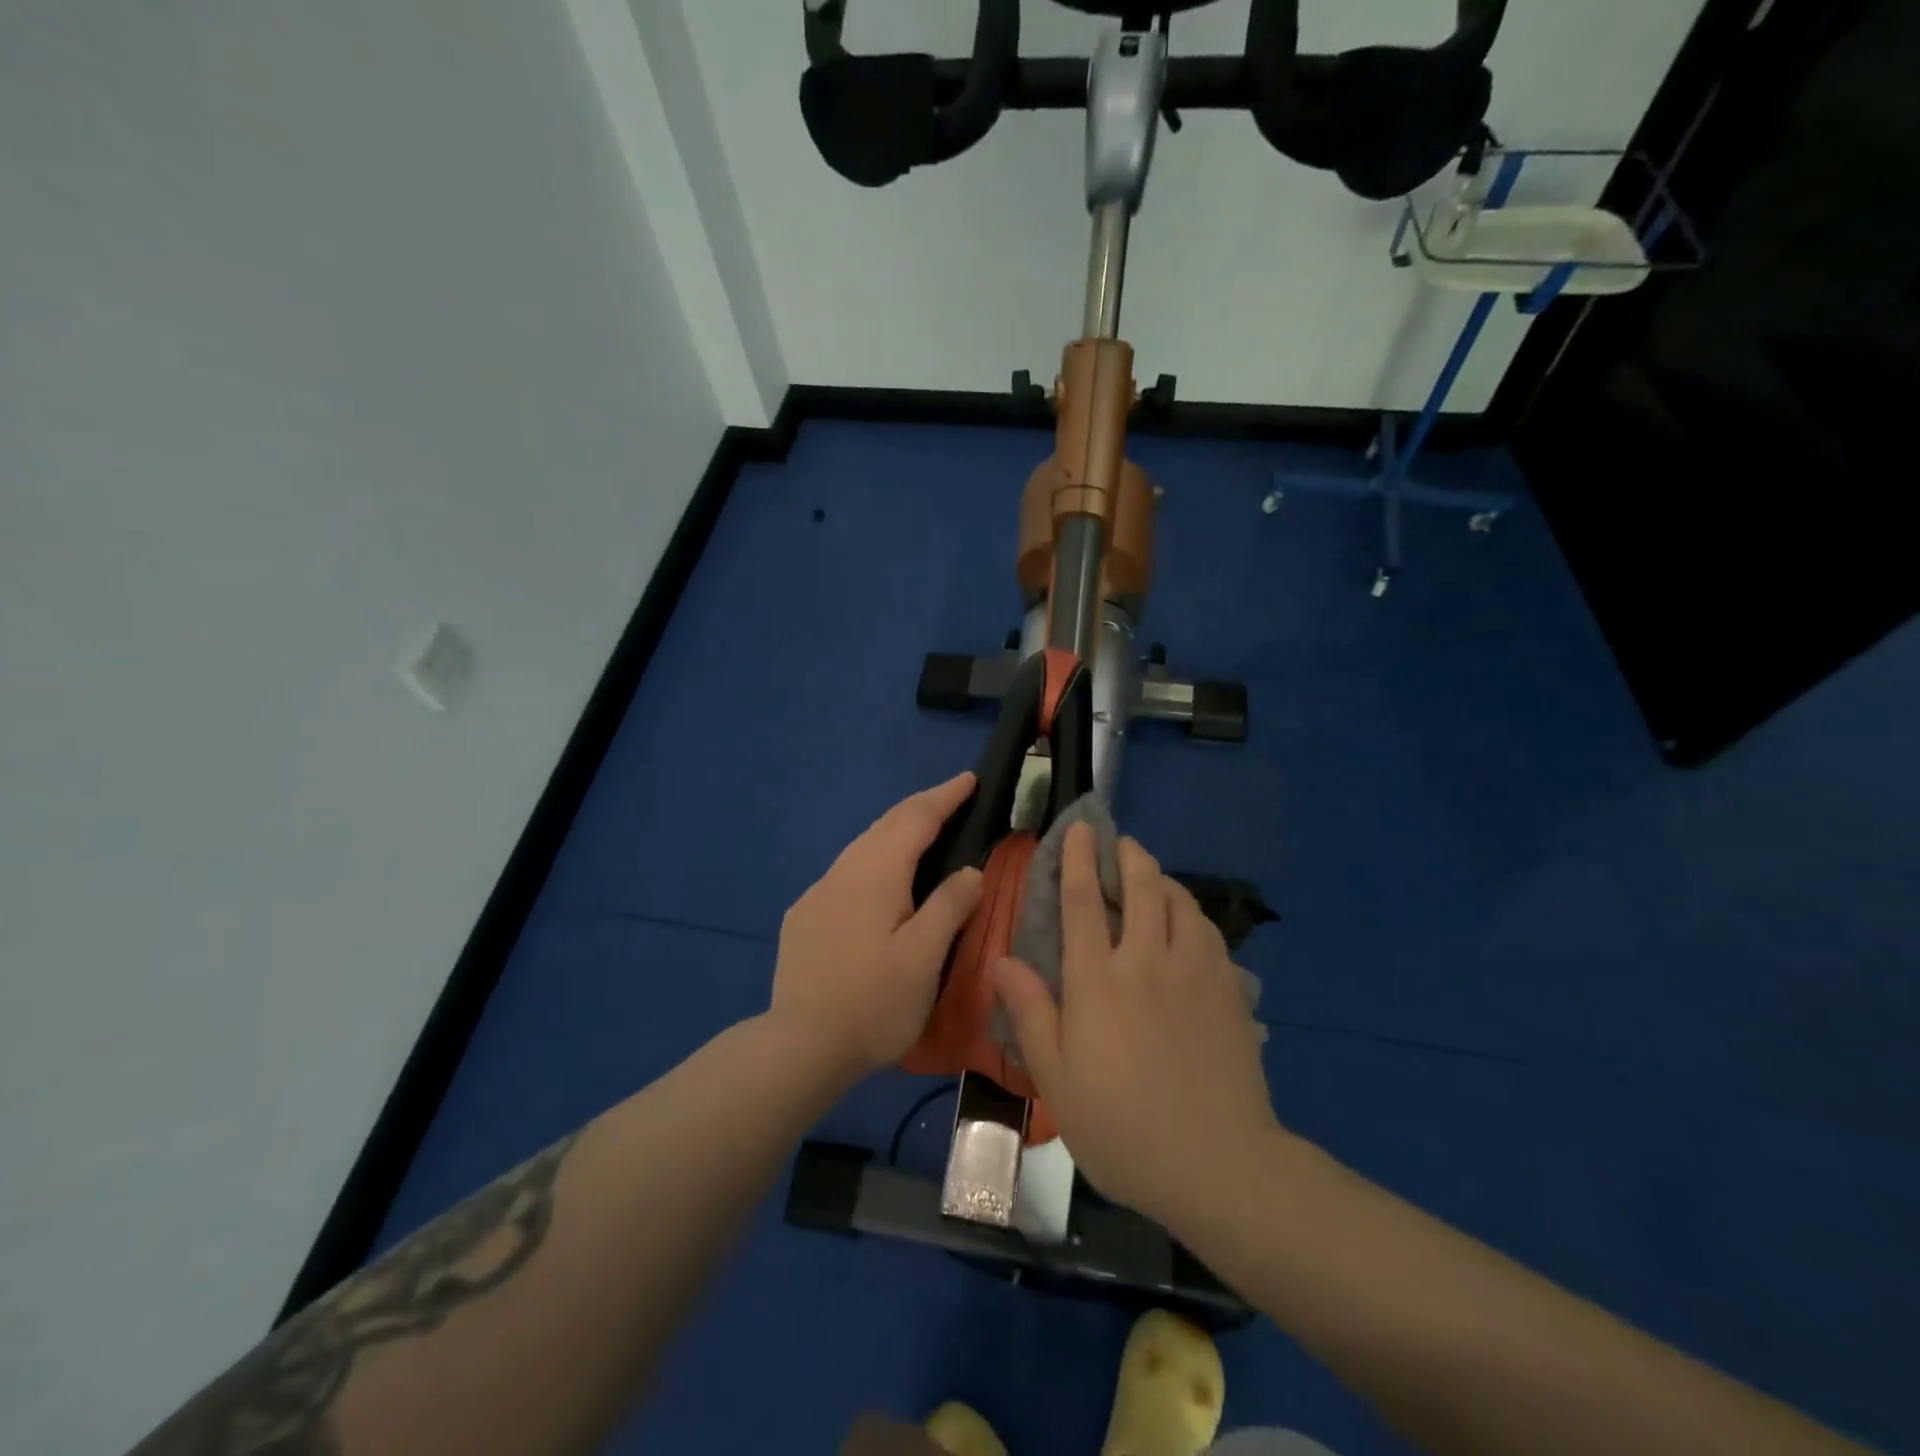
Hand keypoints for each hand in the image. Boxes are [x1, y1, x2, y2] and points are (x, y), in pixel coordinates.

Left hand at [769, 773, 983, 1080]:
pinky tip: (880, 881)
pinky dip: (874, 859)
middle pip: (885, 825)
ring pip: (863, 846)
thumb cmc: (874, 1003)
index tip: (970, 779)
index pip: (915, 819)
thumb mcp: (924, 956)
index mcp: (875, 874)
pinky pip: (846, 872)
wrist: (800, 1046)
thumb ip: (950, 905)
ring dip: (895, 832)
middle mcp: (843, 872)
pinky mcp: (803, 917)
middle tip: (952, 800)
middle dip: (921, 807)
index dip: (944, 797)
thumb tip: (969, 870)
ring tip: (923, 834)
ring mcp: (817, 894)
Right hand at [991, 824, 1278, 1231]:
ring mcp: (1194, 971)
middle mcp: (1147, 960)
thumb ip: (1031, 1013)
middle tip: (1119, 842)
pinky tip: (1188, 922)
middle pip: (1141, 887)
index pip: (1082, 902)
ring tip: (1151, 876)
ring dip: (1162, 879)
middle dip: (1128, 856)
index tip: (1078, 830)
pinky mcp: (1229, 989)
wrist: (1218, 1163)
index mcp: (1098, 980)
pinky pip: (1208, 931)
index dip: (1077, 860)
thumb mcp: (1057, 1078)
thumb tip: (1002, 960)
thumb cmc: (1122, 1126)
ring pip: (1180, 902)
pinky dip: (1192, 912)